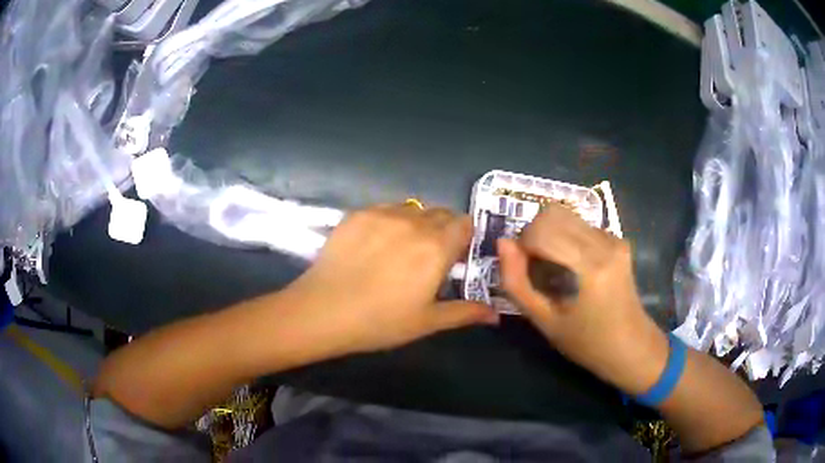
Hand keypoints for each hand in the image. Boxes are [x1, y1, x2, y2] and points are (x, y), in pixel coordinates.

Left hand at [285, 204, 498, 354]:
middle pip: (441, 213)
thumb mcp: (427, 321)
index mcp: (436, 248)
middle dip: (443, 230)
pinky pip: (385, 209)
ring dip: (417, 223)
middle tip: (429, 256)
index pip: (464, 223)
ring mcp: (382, 214)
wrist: (323, 310)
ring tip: (400, 249)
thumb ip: (465, 312)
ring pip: (413, 209)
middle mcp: (414, 223)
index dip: (464, 237)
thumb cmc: (380, 322)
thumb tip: (496, 315)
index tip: (455, 256)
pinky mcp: (358, 214)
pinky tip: (375, 244)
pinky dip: (390, 221)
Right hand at [497, 204, 667, 393]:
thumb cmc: (588, 343)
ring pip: (566, 215)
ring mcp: (614, 238)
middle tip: (533, 267)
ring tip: (551, 268)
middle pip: (552, 213)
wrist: (632, 347)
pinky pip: (580, 225)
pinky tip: (569, 266)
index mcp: (591, 265)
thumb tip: (503, 244)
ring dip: (548, 235)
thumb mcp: (546, 322)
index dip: (521, 246)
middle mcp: (605, 242)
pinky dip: (564, 238)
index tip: (522, 272)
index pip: (541, 230)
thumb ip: (518, 284)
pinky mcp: (618, 240)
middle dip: (533, 234)